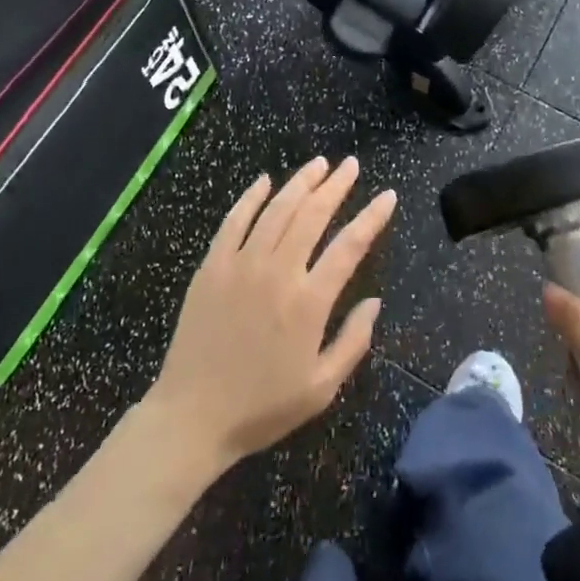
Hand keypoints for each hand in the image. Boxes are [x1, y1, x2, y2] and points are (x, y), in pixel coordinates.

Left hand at [148, 157, 394, 475]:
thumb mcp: (321, 388)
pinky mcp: (212, 266)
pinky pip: (234, 221)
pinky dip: (251, 197)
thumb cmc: (262, 407)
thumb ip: (353, 341)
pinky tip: (264, 181)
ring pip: (276, 209)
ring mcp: (240, 264)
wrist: (192, 416)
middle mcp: (277, 272)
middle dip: (336, 185)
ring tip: (319, 164)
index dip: (371, 217)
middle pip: (312, 214)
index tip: (387, 196)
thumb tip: (374, 301)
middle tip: (351, 165)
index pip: (349, 246)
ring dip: (300, 182)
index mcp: (308, 302)